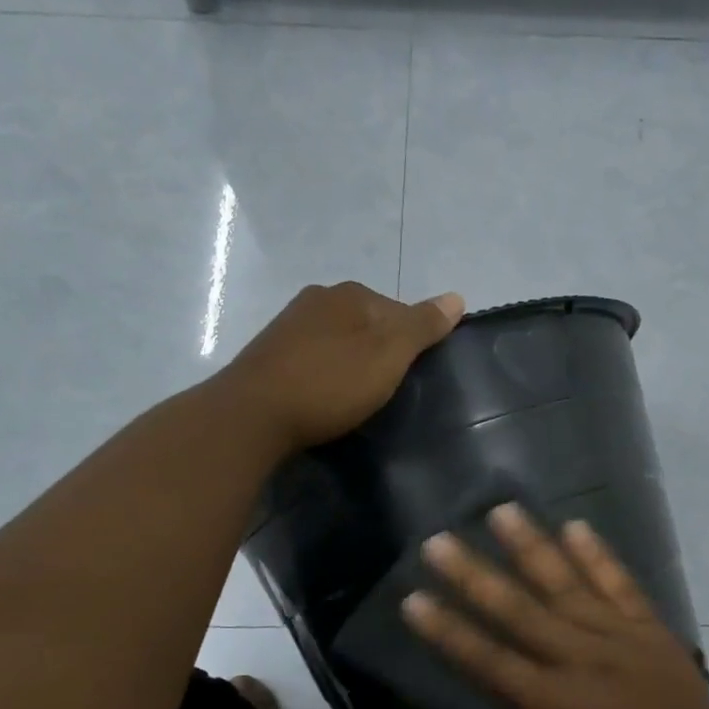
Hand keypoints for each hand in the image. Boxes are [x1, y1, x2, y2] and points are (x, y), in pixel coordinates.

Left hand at [224, 282, 463, 452]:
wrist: (252, 415)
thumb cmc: (330, 383)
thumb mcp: (389, 355)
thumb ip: (423, 326)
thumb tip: (457, 297)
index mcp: (350, 294)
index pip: (400, 311)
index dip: (412, 345)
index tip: (411, 378)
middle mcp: (317, 298)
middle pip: (368, 324)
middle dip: (380, 352)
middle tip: (386, 391)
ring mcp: (288, 324)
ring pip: (339, 341)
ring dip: (351, 363)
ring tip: (355, 398)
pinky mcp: (269, 353)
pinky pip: (313, 358)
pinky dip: (325, 374)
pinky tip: (324, 397)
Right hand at [402, 505, 708, 708]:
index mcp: (552, 701)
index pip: (487, 657)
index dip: (447, 629)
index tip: (413, 598)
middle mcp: (580, 657)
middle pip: (518, 609)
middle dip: (474, 574)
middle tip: (439, 540)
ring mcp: (619, 638)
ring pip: (567, 584)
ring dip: (532, 546)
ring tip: (502, 511)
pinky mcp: (651, 630)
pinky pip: (621, 585)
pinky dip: (599, 556)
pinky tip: (576, 526)